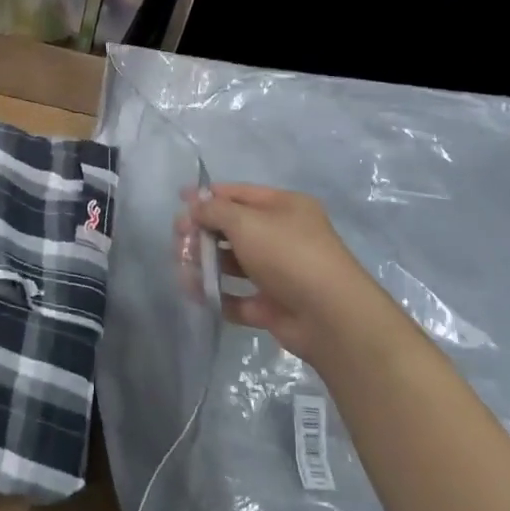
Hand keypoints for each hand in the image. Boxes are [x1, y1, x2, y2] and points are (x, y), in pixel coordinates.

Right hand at [179, 184, 385, 363]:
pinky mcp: (274, 306)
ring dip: (206, 264)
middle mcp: (283, 236)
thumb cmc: (288, 254)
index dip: (209, 196)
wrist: (330, 316)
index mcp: (284, 207)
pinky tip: (198, 294)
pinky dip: (218, 295)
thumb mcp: (247, 222)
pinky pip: (239, 297)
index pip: (240, 194)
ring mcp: (279, 272)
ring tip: (183, 269)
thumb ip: (215, 211)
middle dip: (203, 232)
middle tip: (179, 240)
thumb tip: (195, 207)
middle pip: (234, 229)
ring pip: (234, 264)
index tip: (179, 200)